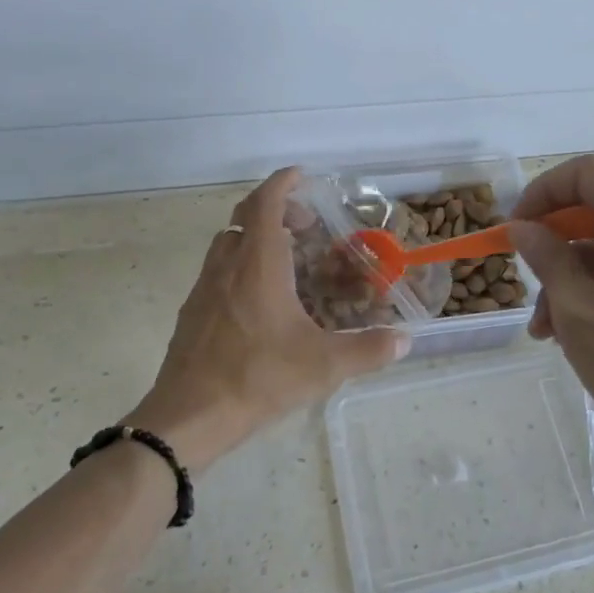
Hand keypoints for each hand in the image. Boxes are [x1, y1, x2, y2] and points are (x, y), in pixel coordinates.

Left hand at [126, 168, 408, 471]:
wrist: (188, 418)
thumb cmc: (257, 378)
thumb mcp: (323, 366)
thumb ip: (368, 349)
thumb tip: (405, 340)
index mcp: (258, 265)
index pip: (265, 203)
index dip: (282, 183)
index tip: (301, 175)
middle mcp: (227, 266)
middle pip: (244, 217)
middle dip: (274, 209)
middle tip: (304, 225)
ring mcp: (204, 289)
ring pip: (228, 243)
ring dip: (254, 236)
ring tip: (285, 258)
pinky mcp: (192, 312)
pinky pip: (217, 270)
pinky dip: (240, 264)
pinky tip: (259, 299)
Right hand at [508, 155, 593, 453]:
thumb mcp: (579, 309)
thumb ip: (547, 258)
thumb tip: (523, 227)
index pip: (586, 173)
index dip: (543, 190)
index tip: (517, 227)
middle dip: (551, 240)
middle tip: (523, 272)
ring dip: (566, 275)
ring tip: (543, 327)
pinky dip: (592, 291)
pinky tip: (569, 334)